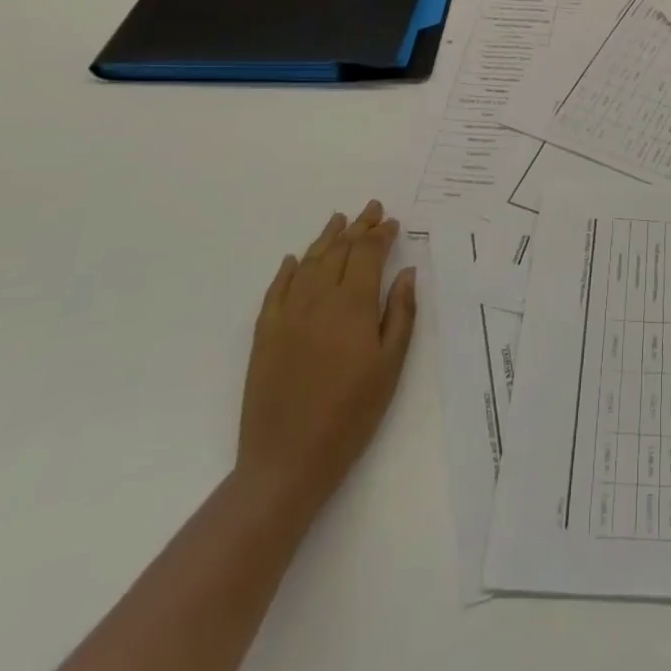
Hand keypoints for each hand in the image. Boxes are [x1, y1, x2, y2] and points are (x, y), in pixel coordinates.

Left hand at [236, 200, 416, 513]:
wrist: (287, 461)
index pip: (367, 254)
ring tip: (339, 220)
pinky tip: (293, 259)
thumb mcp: (390, 365)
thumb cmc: (351, 414)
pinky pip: (276, 290)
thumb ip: (400, 313)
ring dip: (325, 239)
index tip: (392, 222)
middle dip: (358, 227)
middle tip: (371, 209)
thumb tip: (406, 272)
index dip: (380, 234)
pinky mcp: (264, 334)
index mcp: (352, 304)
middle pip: (339, 251)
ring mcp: (287, 315)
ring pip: (308, 263)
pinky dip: (287, 269)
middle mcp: (317, 299)